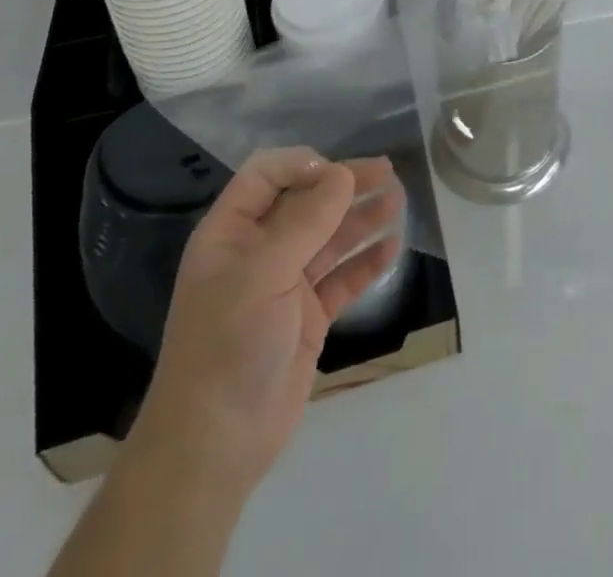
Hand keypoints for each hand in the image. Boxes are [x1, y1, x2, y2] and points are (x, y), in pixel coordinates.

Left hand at [132, 147, 406, 493]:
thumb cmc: (227, 346)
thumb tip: (343, 173)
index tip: (338, 173)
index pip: (266, 175)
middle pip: (306, 202)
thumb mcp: (263, 274)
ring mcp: (285, 285)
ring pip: (329, 237)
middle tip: (387, 171)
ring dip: (362, 218)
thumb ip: (306, 220)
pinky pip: (342, 278)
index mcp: (231, 232)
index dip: (302, 164)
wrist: (214, 447)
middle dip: (344, 185)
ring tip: (398, 201)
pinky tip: (392, 248)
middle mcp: (258, 251)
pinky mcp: (308, 317)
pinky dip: (366, 262)